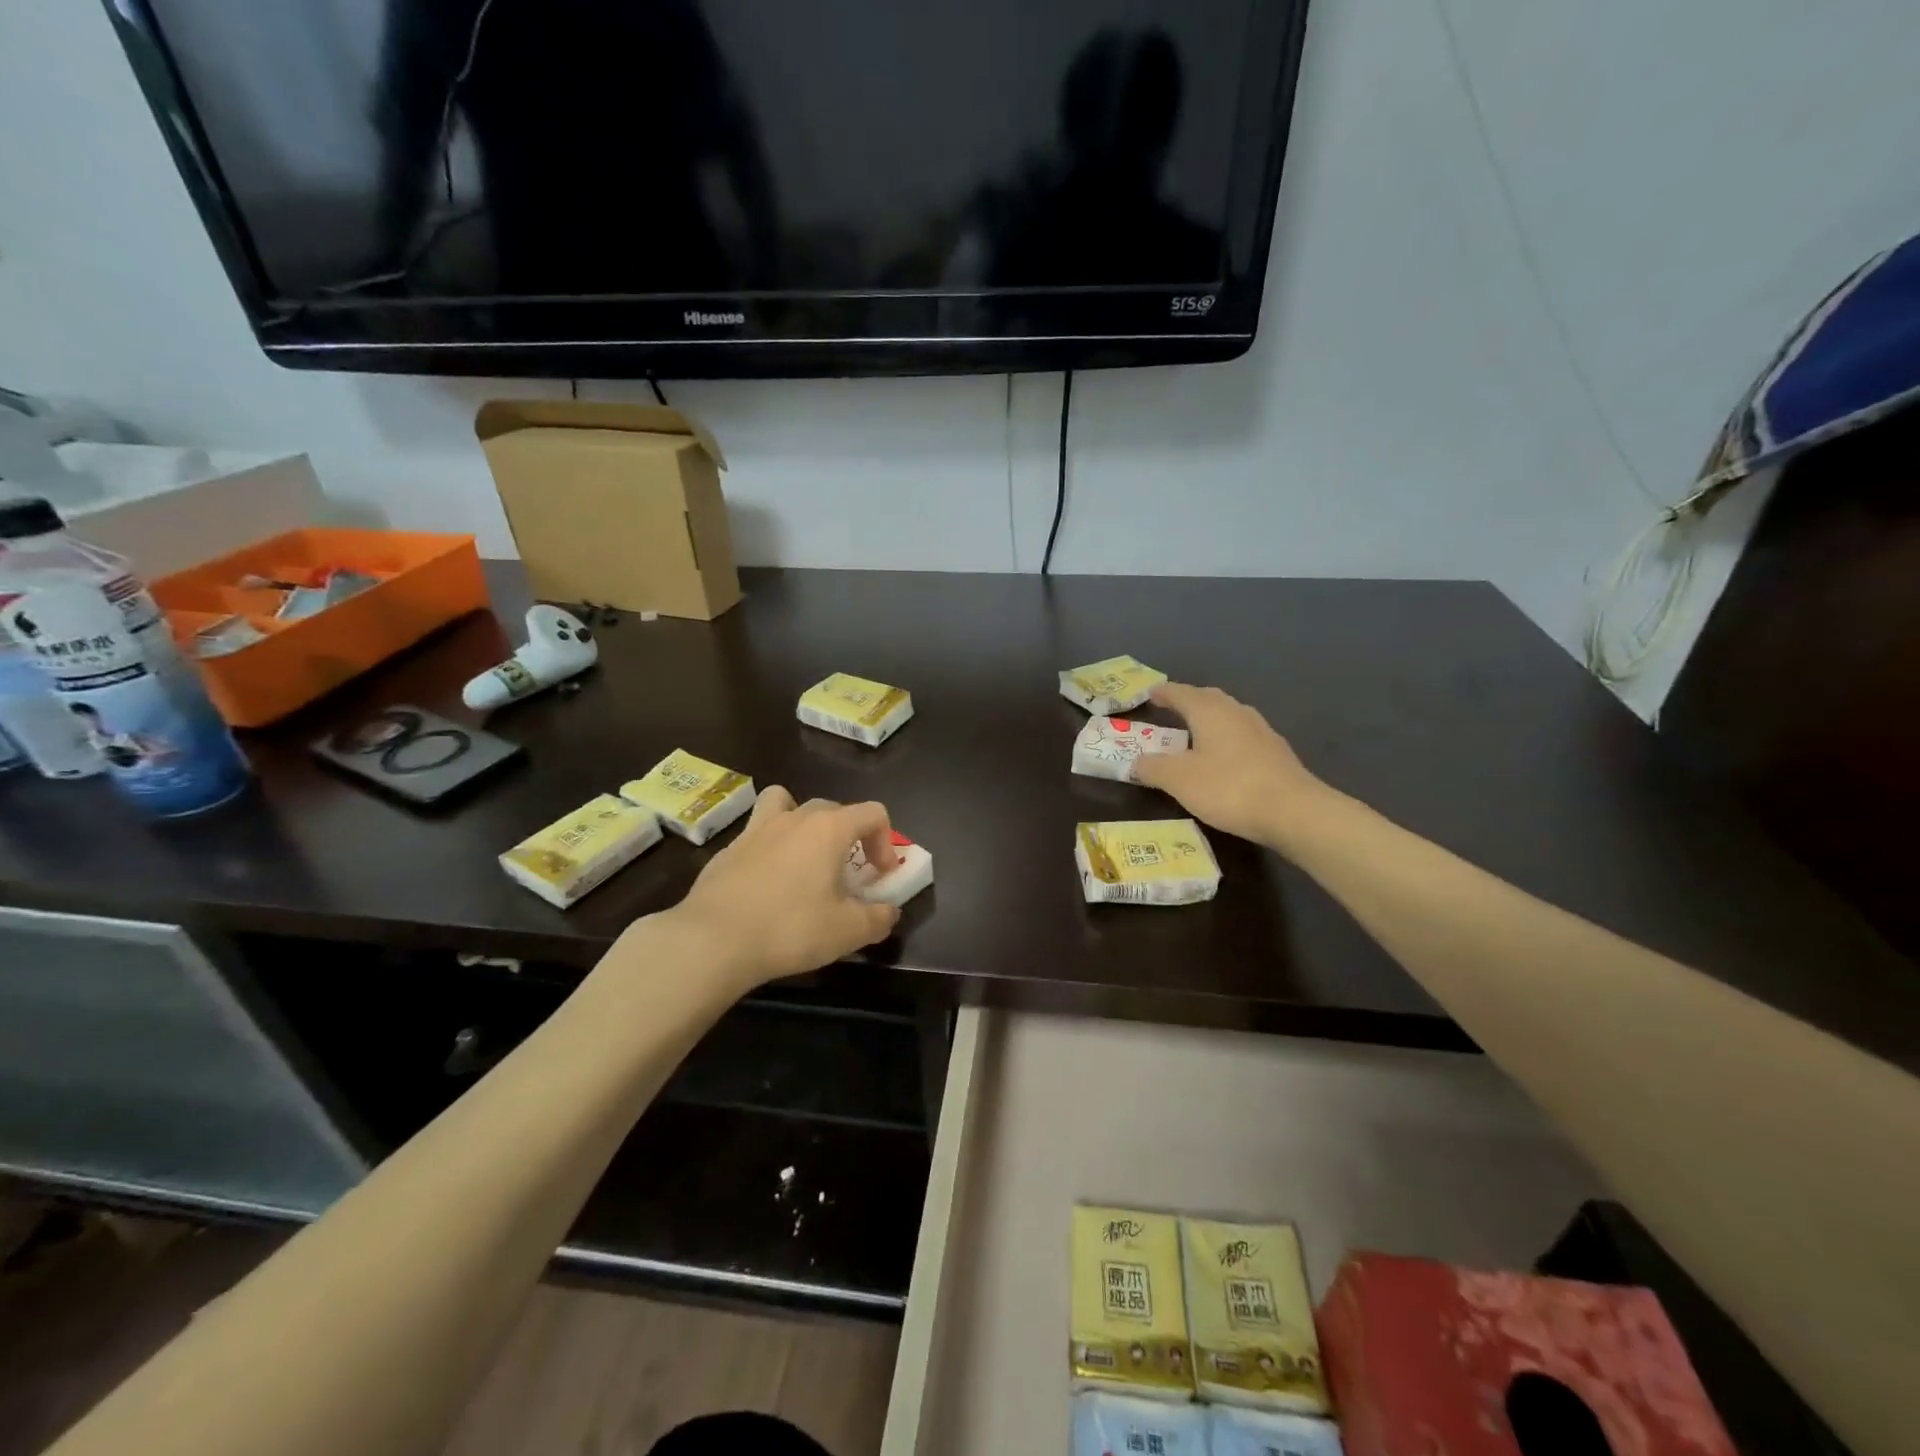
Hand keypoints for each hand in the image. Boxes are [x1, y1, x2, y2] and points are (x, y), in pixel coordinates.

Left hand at [665, 787, 900, 992]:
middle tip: (848, 872)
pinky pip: (757, 835)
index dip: (886, 841)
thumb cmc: (790, 928)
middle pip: (832, 809)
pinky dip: (770, 849)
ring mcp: (756, 830)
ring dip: (801, 822)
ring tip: (803, 856)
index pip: (873, 813)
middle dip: (849, 836)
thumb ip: (878, 919)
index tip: (880, 874)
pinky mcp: (727, 850)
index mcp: (829, 829)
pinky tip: (767, 885)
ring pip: (785, 803)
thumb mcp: (848, 932)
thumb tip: (889, 912)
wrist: (712, 940)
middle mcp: (794, 818)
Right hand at [1132, 683, 1327, 850]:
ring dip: (1209, 720)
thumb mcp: (1179, 780)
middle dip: (1188, 702)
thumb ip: (1153, 768)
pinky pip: (1243, 736)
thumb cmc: (1229, 788)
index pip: (1181, 693)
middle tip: (1170, 710)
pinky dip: (1226, 739)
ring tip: (1194, 734)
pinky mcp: (1276, 754)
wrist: (1294, 812)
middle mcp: (1237, 712)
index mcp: (1210, 711)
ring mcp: (1261, 731)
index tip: (1149, 694)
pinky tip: (1223, 758)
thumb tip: (1135, 762)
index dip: (1163, 693)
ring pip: (1229, 716)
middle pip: (1208, 699)